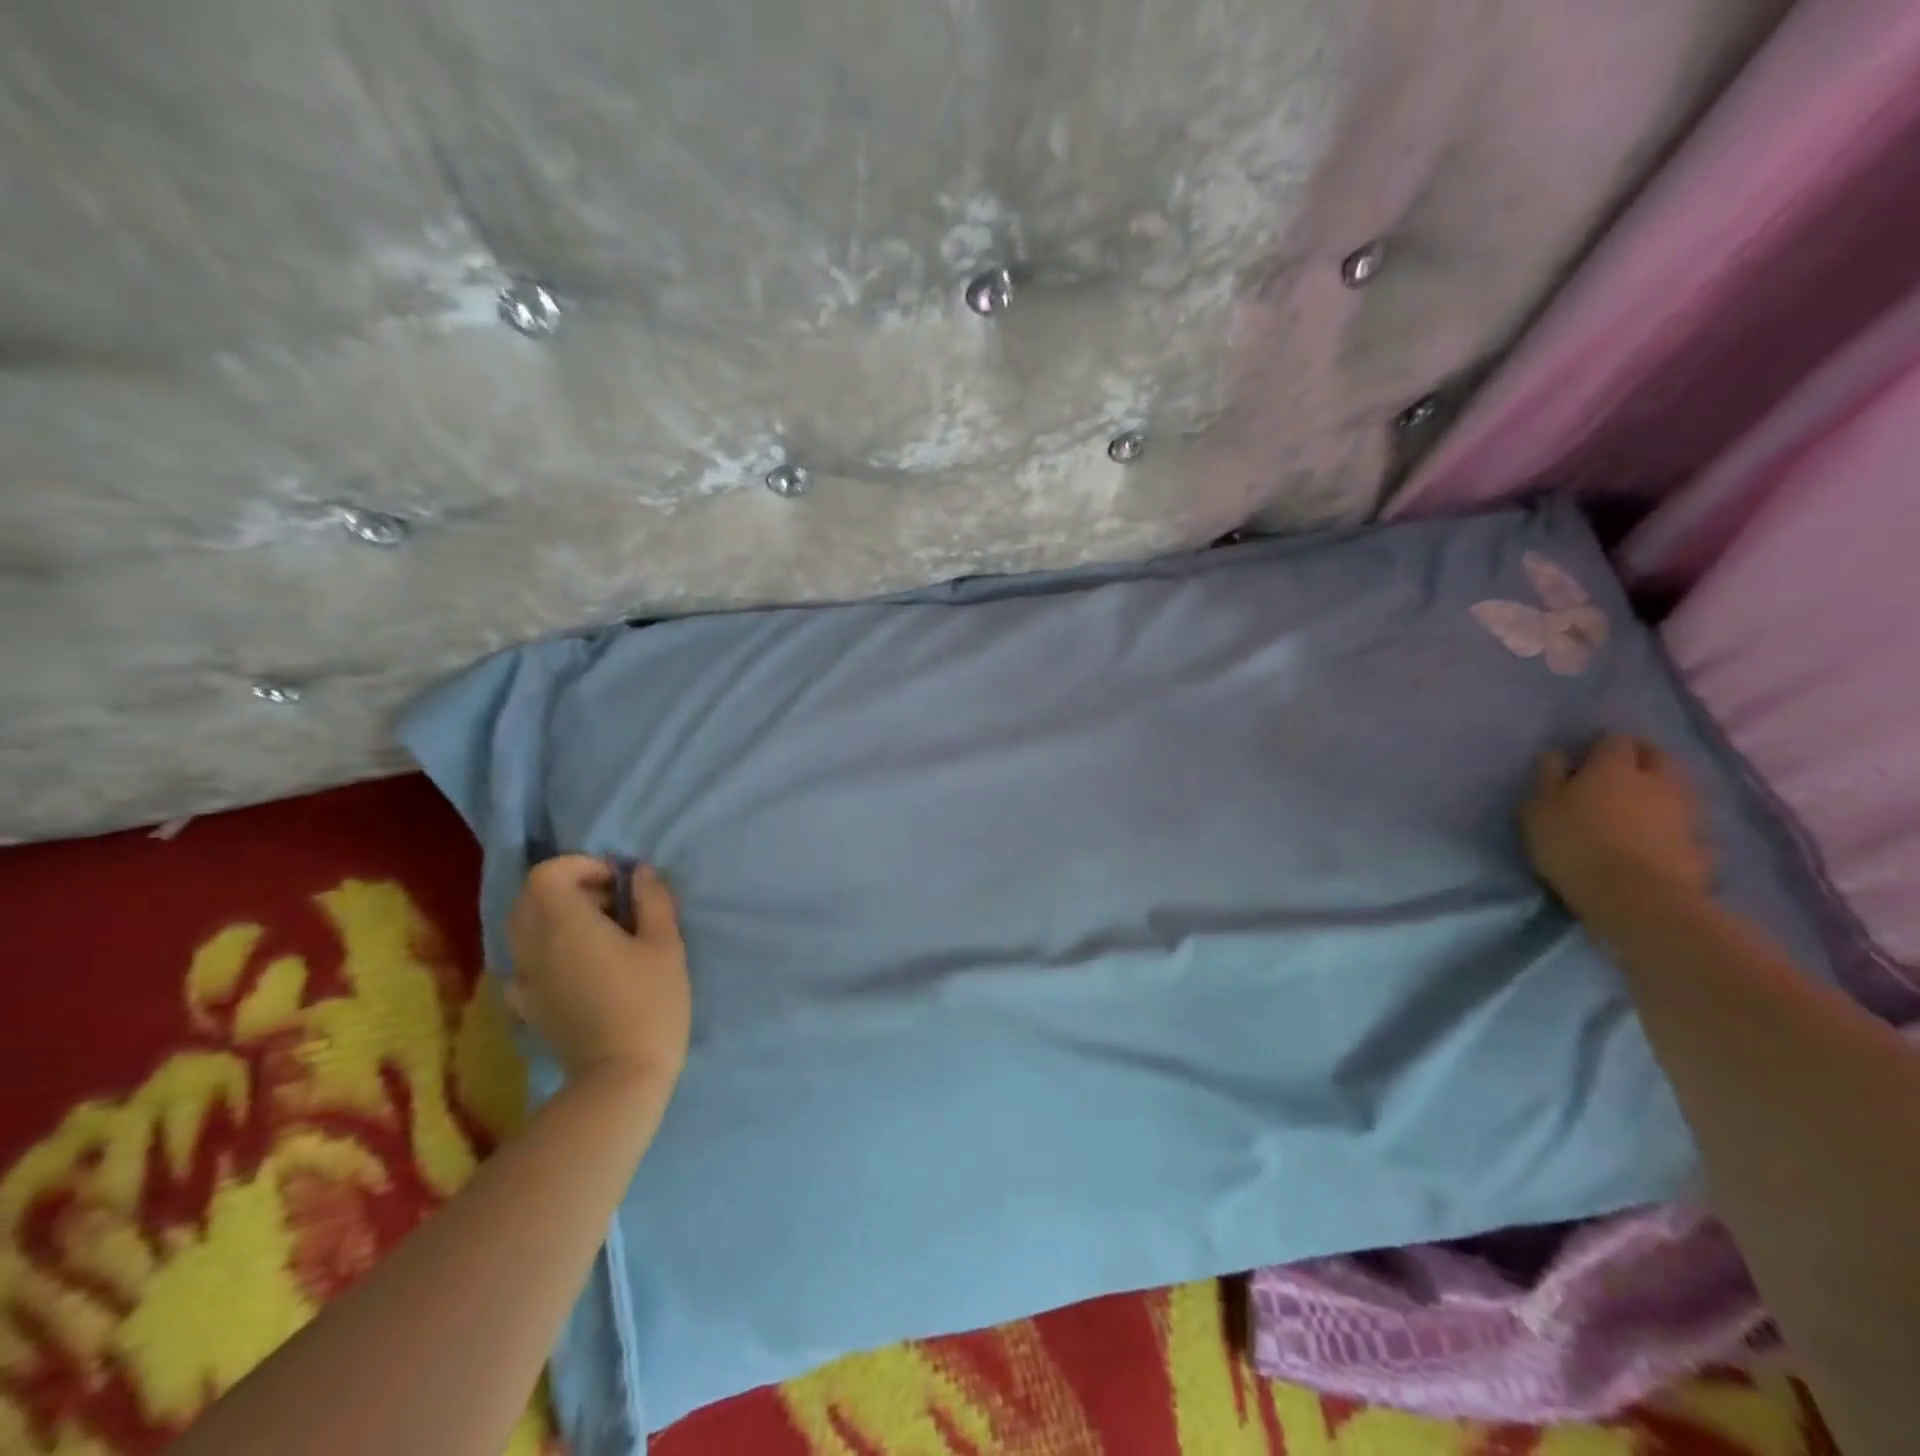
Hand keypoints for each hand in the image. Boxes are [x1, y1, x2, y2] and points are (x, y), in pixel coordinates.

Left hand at [503, 856, 691, 1088]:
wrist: (620, 1076)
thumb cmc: (649, 1002)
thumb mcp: (665, 944)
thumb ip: (652, 900)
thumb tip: (639, 872)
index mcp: (565, 923)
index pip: (547, 873)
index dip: (579, 865)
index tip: (614, 882)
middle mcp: (533, 945)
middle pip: (529, 897)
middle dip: (566, 888)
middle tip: (609, 904)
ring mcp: (524, 978)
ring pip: (522, 928)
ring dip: (553, 917)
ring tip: (595, 933)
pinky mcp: (526, 1005)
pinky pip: (523, 962)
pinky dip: (543, 951)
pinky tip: (573, 966)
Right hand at [1523, 734, 1714, 917]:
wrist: (1634, 895)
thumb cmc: (1573, 843)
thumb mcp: (1538, 808)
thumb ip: (1547, 777)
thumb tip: (1556, 755)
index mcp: (1614, 767)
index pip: (1614, 740)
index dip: (1601, 745)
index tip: (1586, 757)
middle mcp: (1656, 780)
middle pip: (1657, 755)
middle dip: (1640, 757)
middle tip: (1617, 772)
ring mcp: (1685, 812)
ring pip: (1677, 787)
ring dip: (1659, 790)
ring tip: (1638, 805)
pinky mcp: (1700, 843)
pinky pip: (1686, 824)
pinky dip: (1673, 824)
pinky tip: (1658, 837)